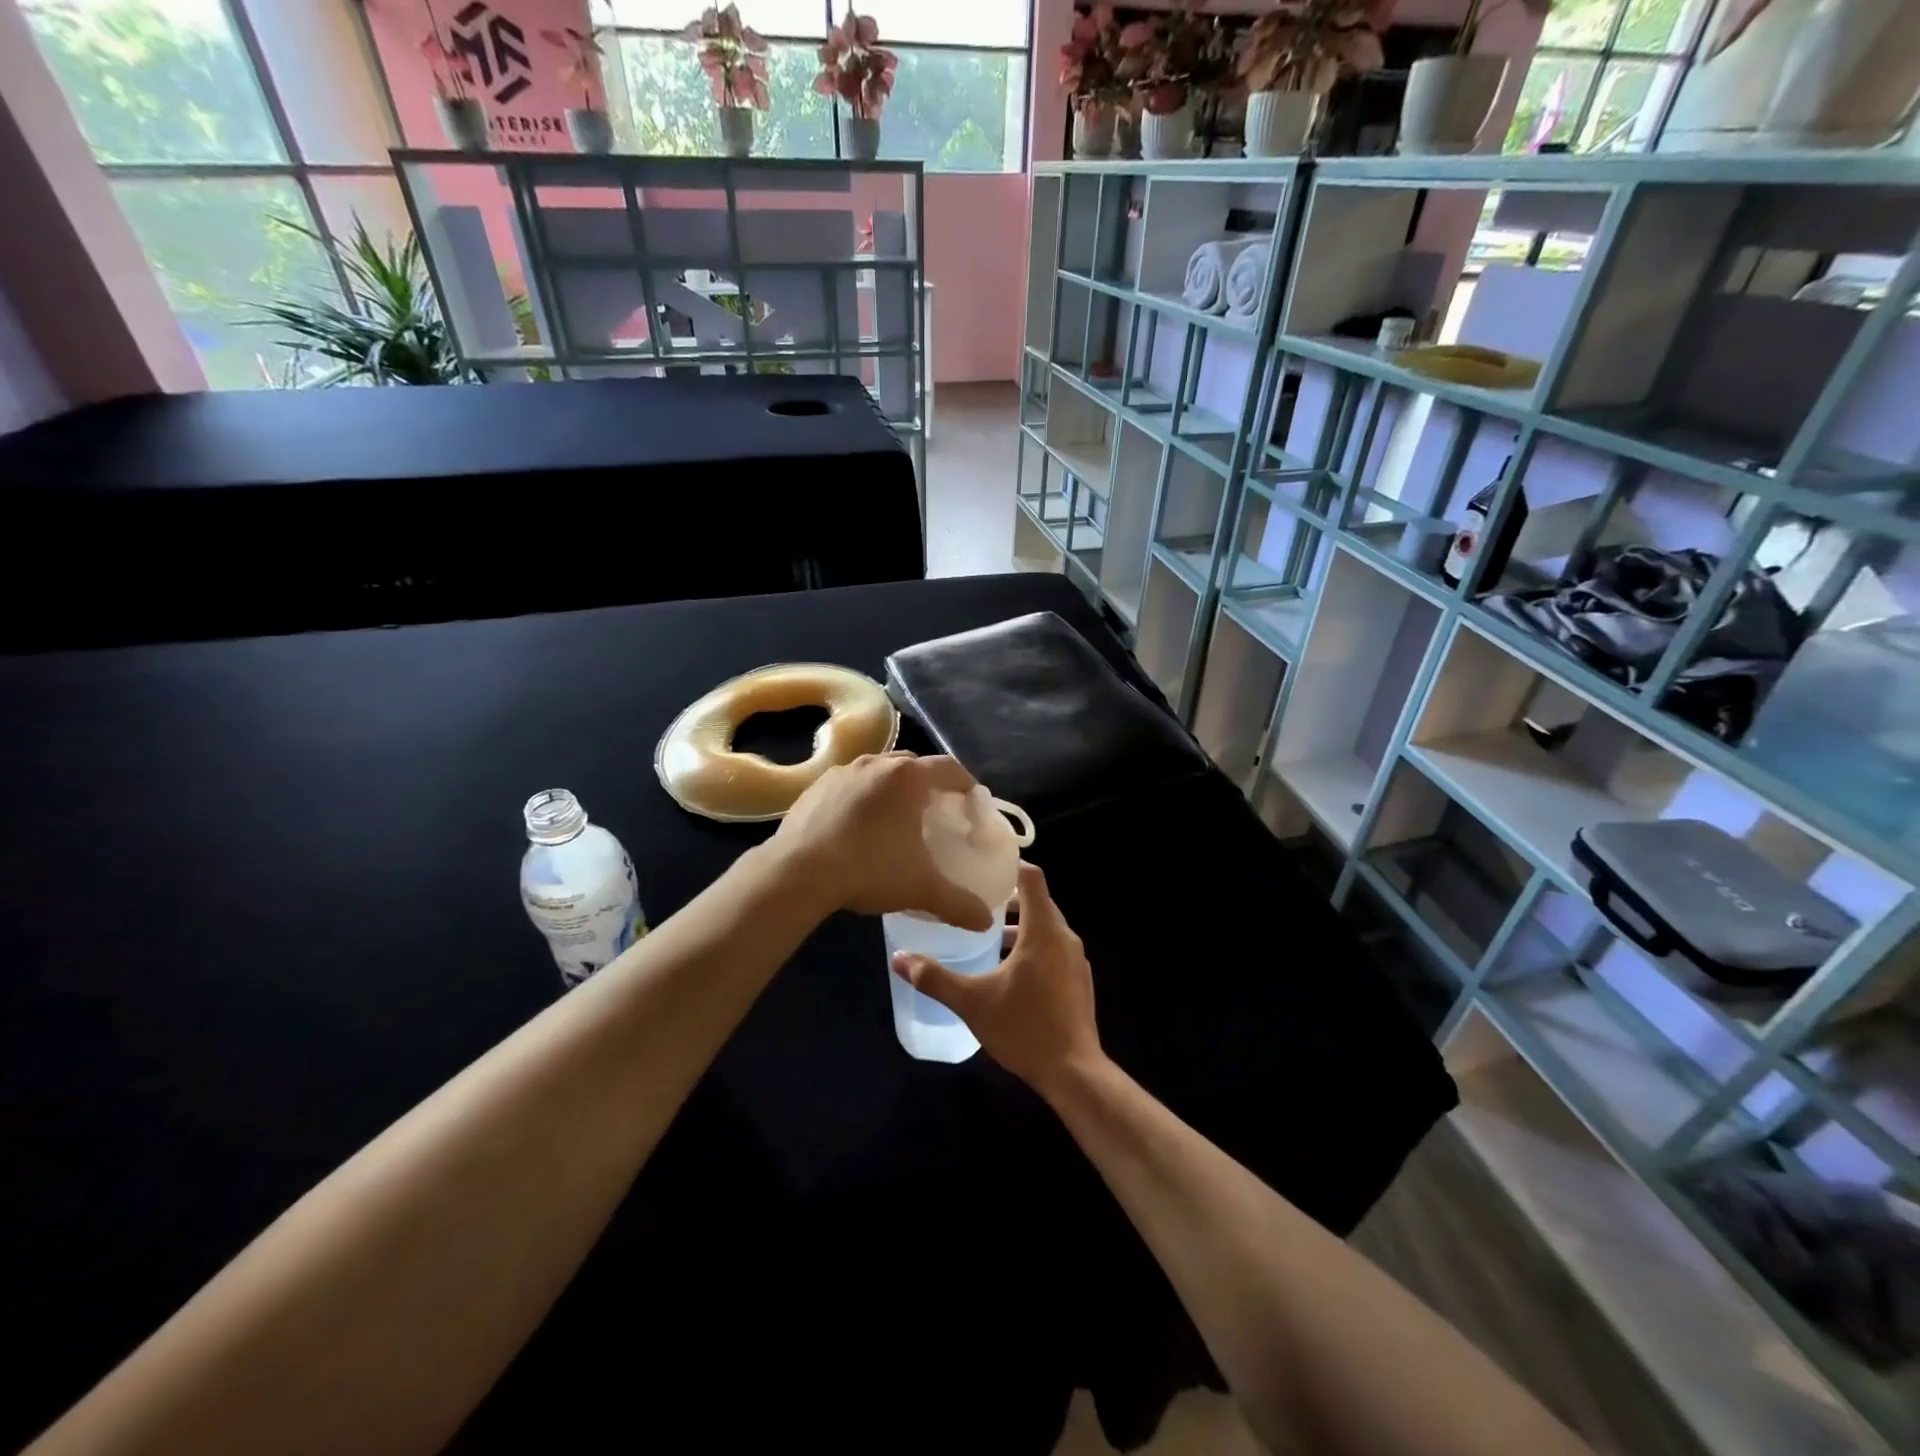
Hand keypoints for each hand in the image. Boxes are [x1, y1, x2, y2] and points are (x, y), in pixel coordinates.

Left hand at [770, 752, 992, 930]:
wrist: (797, 872)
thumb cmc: (870, 868)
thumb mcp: (921, 888)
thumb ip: (958, 903)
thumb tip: (986, 921)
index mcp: (908, 777)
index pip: (950, 768)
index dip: (966, 784)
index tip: (972, 804)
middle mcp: (878, 763)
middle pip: (914, 766)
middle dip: (929, 786)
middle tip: (936, 815)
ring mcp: (843, 771)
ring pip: (879, 773)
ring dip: (893, 791)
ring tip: (895, 821)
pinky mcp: (816, 786)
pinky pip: (850, 785)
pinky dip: (862, 799)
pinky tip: (858, 829)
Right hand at [890, 863, 1101, 1093]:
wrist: (1074, 1073)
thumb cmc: (1024, 1028)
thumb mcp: (972, 1002)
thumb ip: (935, 978)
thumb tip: (899, 959)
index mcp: (1043, 930)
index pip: (1032, 878)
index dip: (1010, 864)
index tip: (984, 864)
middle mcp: (1064, 937)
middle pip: (1038, 901)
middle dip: (1009, 898)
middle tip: (975, 898)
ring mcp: (1076, 960)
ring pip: (1046, 928)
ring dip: (1020, 926)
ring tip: (987, 935)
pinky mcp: (1079, 981)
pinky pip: (1054, 950)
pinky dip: (1033, 947)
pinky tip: (1009, 971)